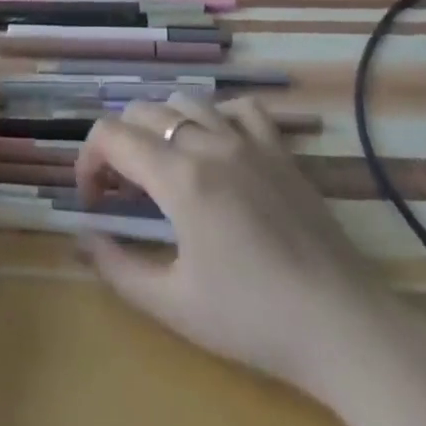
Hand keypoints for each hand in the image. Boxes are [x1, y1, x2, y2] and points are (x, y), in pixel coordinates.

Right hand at [75, 94, 399, 399]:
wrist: (342, 325)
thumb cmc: (251, 319)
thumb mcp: (171, 304)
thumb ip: (116, 266)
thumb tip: (83, 236)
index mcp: (179, 177)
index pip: (110, 136)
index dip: (87, 162)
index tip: (93, 202)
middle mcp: (210, 144)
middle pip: (142, 112)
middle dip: (118, 145)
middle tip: (123, 192)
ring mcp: (250, 142)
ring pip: (187, 101)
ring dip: (160, 126)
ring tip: (164, 168)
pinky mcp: (281, 151)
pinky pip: (240, 108)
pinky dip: (215, 116)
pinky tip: (216, 148)